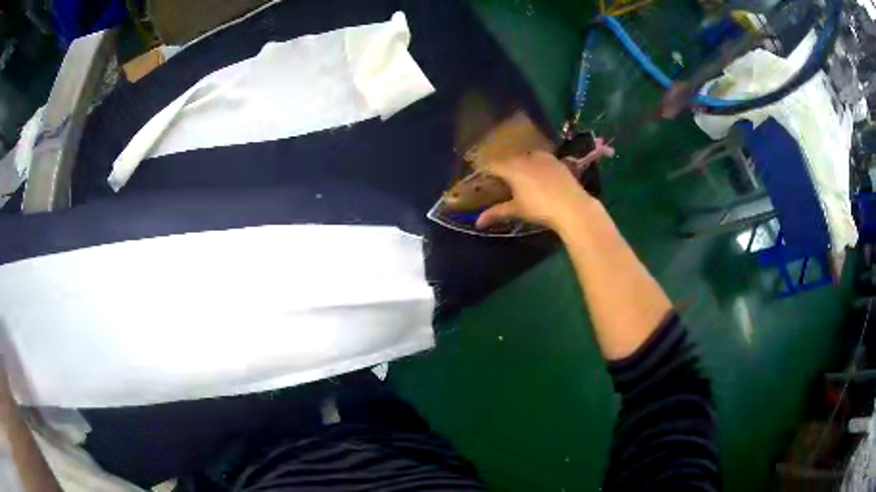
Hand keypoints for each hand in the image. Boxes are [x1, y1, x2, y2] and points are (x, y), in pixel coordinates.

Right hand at [475, 151, 596, 231]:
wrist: (572, 206)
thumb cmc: (540, 208)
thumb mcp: (517, 210)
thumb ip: (497, 212)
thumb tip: (478, 223)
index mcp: (511, 168)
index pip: (491, 165)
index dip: (484, 170)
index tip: (481, 177)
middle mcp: (524, 157)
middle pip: (508, 159)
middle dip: (502, 167)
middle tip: (499, 178)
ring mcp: (542, 156)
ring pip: (524, 156)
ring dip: (519, 164)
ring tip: (519, 176)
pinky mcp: (556, 160)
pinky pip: (539, 158)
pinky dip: (534, 164)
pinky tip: (538, 175)